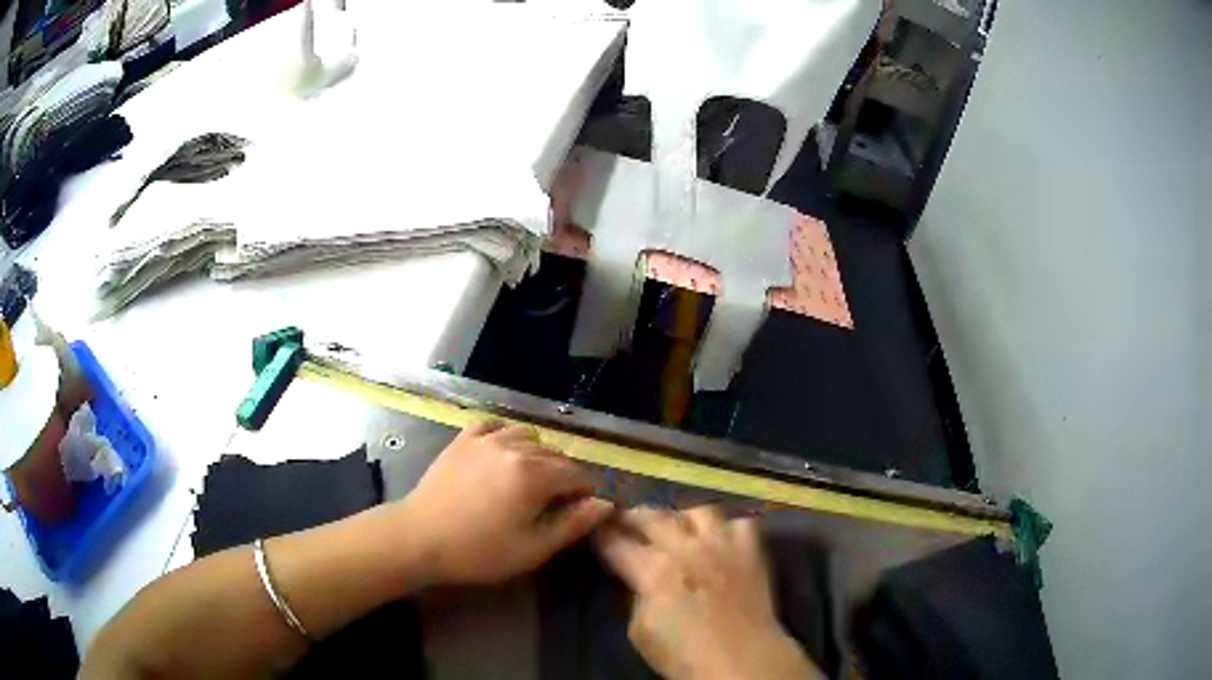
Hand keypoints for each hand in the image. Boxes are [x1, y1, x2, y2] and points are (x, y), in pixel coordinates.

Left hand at [402, 421, 612, 584]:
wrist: (420, 537)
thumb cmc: (479, 551)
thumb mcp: (533, 549)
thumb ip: (573, 524)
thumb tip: (605, 504)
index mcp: (535, 475)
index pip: (577, 474)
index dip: (585, 492)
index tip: (580, 510)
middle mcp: (515, 447)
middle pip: (555, 454)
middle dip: (565, 475)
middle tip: (556, 502)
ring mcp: (486, 439)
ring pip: (528, 436)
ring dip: (538, 454)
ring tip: (529, 478)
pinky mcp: (463, 439)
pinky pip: (494, 425)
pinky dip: (506, 435)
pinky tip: (502, 453)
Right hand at [596, 506, 820, 679]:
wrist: (742, 659)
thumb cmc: (684, 655)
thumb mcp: (640, 631)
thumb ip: (636, 598)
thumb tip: (639, 582)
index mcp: (653, 570)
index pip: (618, 543)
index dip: (603, 534)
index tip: (597, 529)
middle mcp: (686, 548)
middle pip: (652, 516)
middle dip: (632, 516)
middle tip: (624, 519)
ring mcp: (723, 545)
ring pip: (698, 511)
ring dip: (682, 517)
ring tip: (678, 528)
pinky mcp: (752, 552)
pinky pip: (740, 524)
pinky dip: (728, 529)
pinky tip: (722, 540)